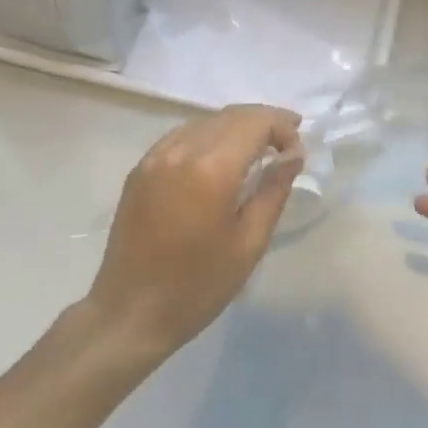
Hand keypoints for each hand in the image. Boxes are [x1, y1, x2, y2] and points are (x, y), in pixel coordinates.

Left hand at [87, 104, 301, 358]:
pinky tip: (219, 159)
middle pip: (231, 115)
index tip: (298, 150)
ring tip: (258, 150)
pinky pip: (182, 136)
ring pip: (205, 122)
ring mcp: (155, 157)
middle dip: (263, 122)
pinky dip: (208, 137)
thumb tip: (293, 155)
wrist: (130, 313)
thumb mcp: (249, 243)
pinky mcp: (140, 168)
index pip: (256, 122)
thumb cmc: (198, 286)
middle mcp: (181, 150)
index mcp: (212, 169)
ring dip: (236, 127)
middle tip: (287, 144)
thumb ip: (274, 190)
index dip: (283, 126)